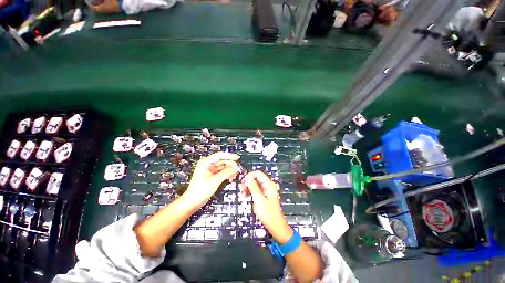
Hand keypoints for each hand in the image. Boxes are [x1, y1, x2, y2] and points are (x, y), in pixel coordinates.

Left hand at [183, 152, 239, 208]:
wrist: (192, 201)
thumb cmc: (200, 190)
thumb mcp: (215, 180)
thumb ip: (226, 173)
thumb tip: (235, 168)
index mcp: (206, 162)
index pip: (220, 155)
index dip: (229, 156)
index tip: (237, 158)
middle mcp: (207, 165)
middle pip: (222, 161)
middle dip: (230, 164)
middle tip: (237, 167)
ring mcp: (209, 170)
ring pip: (222, 166)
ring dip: (229, 169)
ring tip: (235, 173)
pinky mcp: (211, 176)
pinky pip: (221, 172)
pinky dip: (226, 173)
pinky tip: (231, 176)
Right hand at [242, 171, 292, 243]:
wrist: (275, 226)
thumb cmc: (268, 214)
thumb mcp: (259, 200)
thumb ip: (253, 187)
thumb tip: (247, 176)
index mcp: (269, 184)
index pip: (258, 173)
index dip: (249, 176)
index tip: (243, 183)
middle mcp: (268, 185)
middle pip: (256, 177)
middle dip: (248, 182)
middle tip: (242, 190)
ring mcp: (266, 190)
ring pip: (255, 183)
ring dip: (248, 187)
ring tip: (244, 194)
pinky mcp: (264, 195)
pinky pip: (256, 189)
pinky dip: (251, 191)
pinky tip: (247, 196)